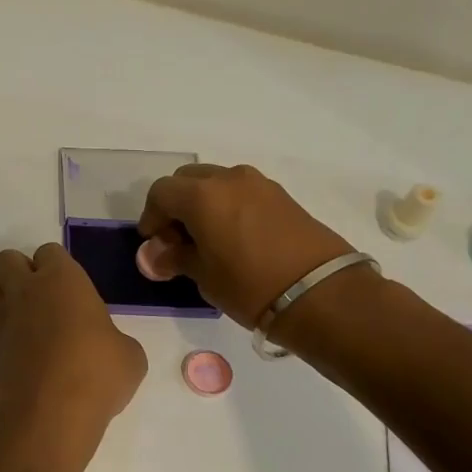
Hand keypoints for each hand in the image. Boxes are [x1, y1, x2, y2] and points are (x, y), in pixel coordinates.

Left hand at [0, 243, 146, 434]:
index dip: (59, 267)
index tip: (73, 289)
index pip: (49, 252)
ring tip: (28, 320)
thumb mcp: (129, 355)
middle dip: (21, 271)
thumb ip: (113, 339)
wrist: (51, 415)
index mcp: (62, 279)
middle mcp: (26, 291)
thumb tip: (107, 347)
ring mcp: (3, 320)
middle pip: (7, 260)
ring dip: (4, 297)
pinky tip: (25, 354)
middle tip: (45, 297)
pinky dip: (4, 335)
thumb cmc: (98, 373)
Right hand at [136, 163, 354, 327]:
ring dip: (203, 204)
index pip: (161, 193)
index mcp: (202, 195)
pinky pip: (242, 192)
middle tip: (177, 240)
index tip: (153, 243)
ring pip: (217, 183)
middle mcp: (228, 179)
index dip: (151, 217)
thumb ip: (175, 258)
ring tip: (206, 240)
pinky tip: (233, 239)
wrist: (320, 293)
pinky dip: (228, 207)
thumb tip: (155, 255)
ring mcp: (259, 184)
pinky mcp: (282, 196)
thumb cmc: (250, 285)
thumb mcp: (204, 276)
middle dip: (176, 205)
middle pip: (188, 180)